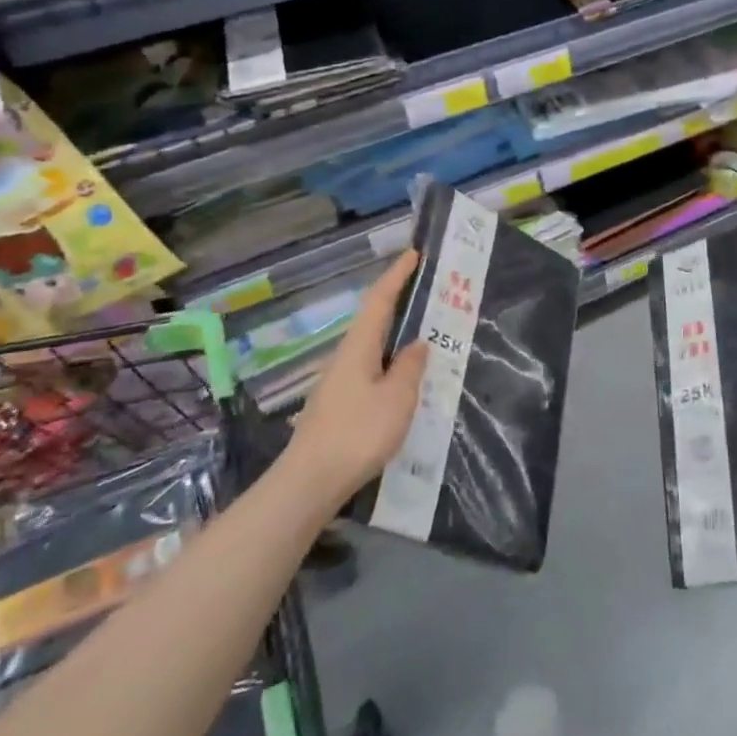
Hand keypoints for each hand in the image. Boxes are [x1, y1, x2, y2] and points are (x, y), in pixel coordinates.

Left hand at [281, 250, 428, 505]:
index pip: (379, 300)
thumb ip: (411, 367)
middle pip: (373, 318)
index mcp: (359, 346)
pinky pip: (370, 367)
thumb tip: (419, 342)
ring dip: (395, 331)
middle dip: (398, 300)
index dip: (397, 275)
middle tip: (427, 289)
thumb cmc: (358, 433)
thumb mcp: (397, 398)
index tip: (414, 253)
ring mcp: (338, 381)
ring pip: (371, 344)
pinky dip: (389, 358)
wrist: (309, 482)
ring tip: (423, 331)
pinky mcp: (338, 404)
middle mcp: (345, 356)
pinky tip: (402, 375)